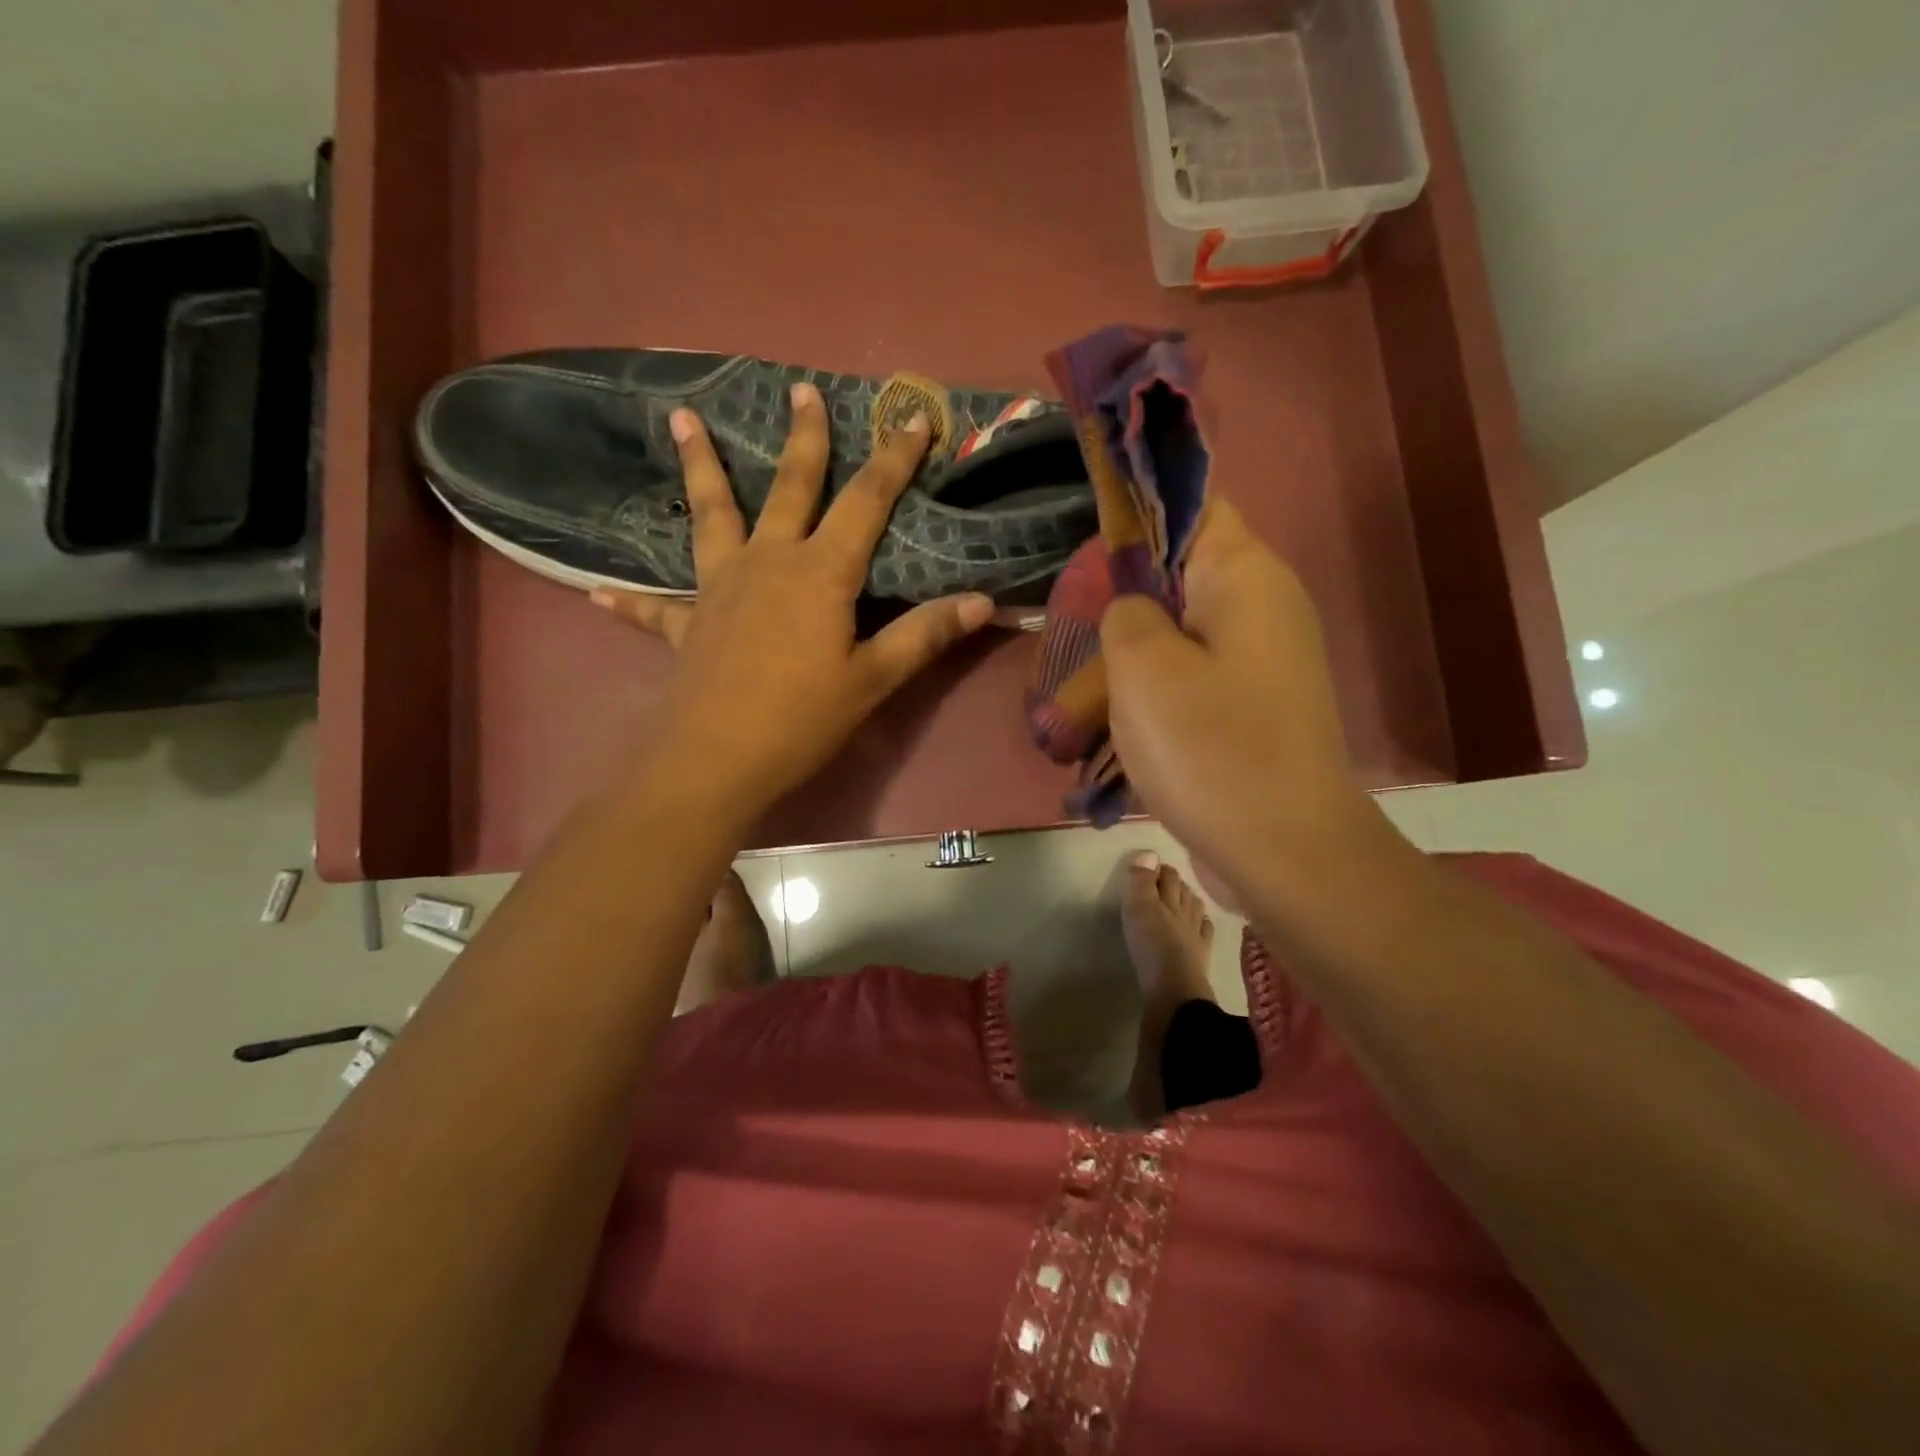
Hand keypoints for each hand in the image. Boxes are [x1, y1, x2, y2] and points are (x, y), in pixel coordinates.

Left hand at [590, 382, 992, 818]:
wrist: (716, 760)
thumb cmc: (802, 718)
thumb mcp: (873, 679)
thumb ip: (924, 635)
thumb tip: (984, 602)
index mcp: (819, 573)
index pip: (866, 501)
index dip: (894, 458)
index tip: (912, 416)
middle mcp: (768, 563)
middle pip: (789, 487)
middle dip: (801, 438)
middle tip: (799, 389)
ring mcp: (719, 588)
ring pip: (711, 515)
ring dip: (700, 466)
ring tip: (679, 418)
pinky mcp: (686, 624)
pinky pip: (655, 606)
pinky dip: (631, 599)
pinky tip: (598, 591)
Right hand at [1101, 499, 1388, 900]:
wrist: (1286, 851)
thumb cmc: (1211, 749)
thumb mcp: (1142, 668)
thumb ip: (1126, 612)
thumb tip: (1134, 607)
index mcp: (1246, 576)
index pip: (1193, 505)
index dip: (1139, 511)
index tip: (1090, 545)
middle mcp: (1266, 606)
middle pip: (1185, 571)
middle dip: (1129, 594)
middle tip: (1080, 628)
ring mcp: (1266, 660)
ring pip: (1185, 629)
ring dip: (1137, 652)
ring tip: (1091, 686)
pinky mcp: (1257, 705)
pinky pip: (1197, 675)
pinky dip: (1158, 689)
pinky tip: (1123, 722)